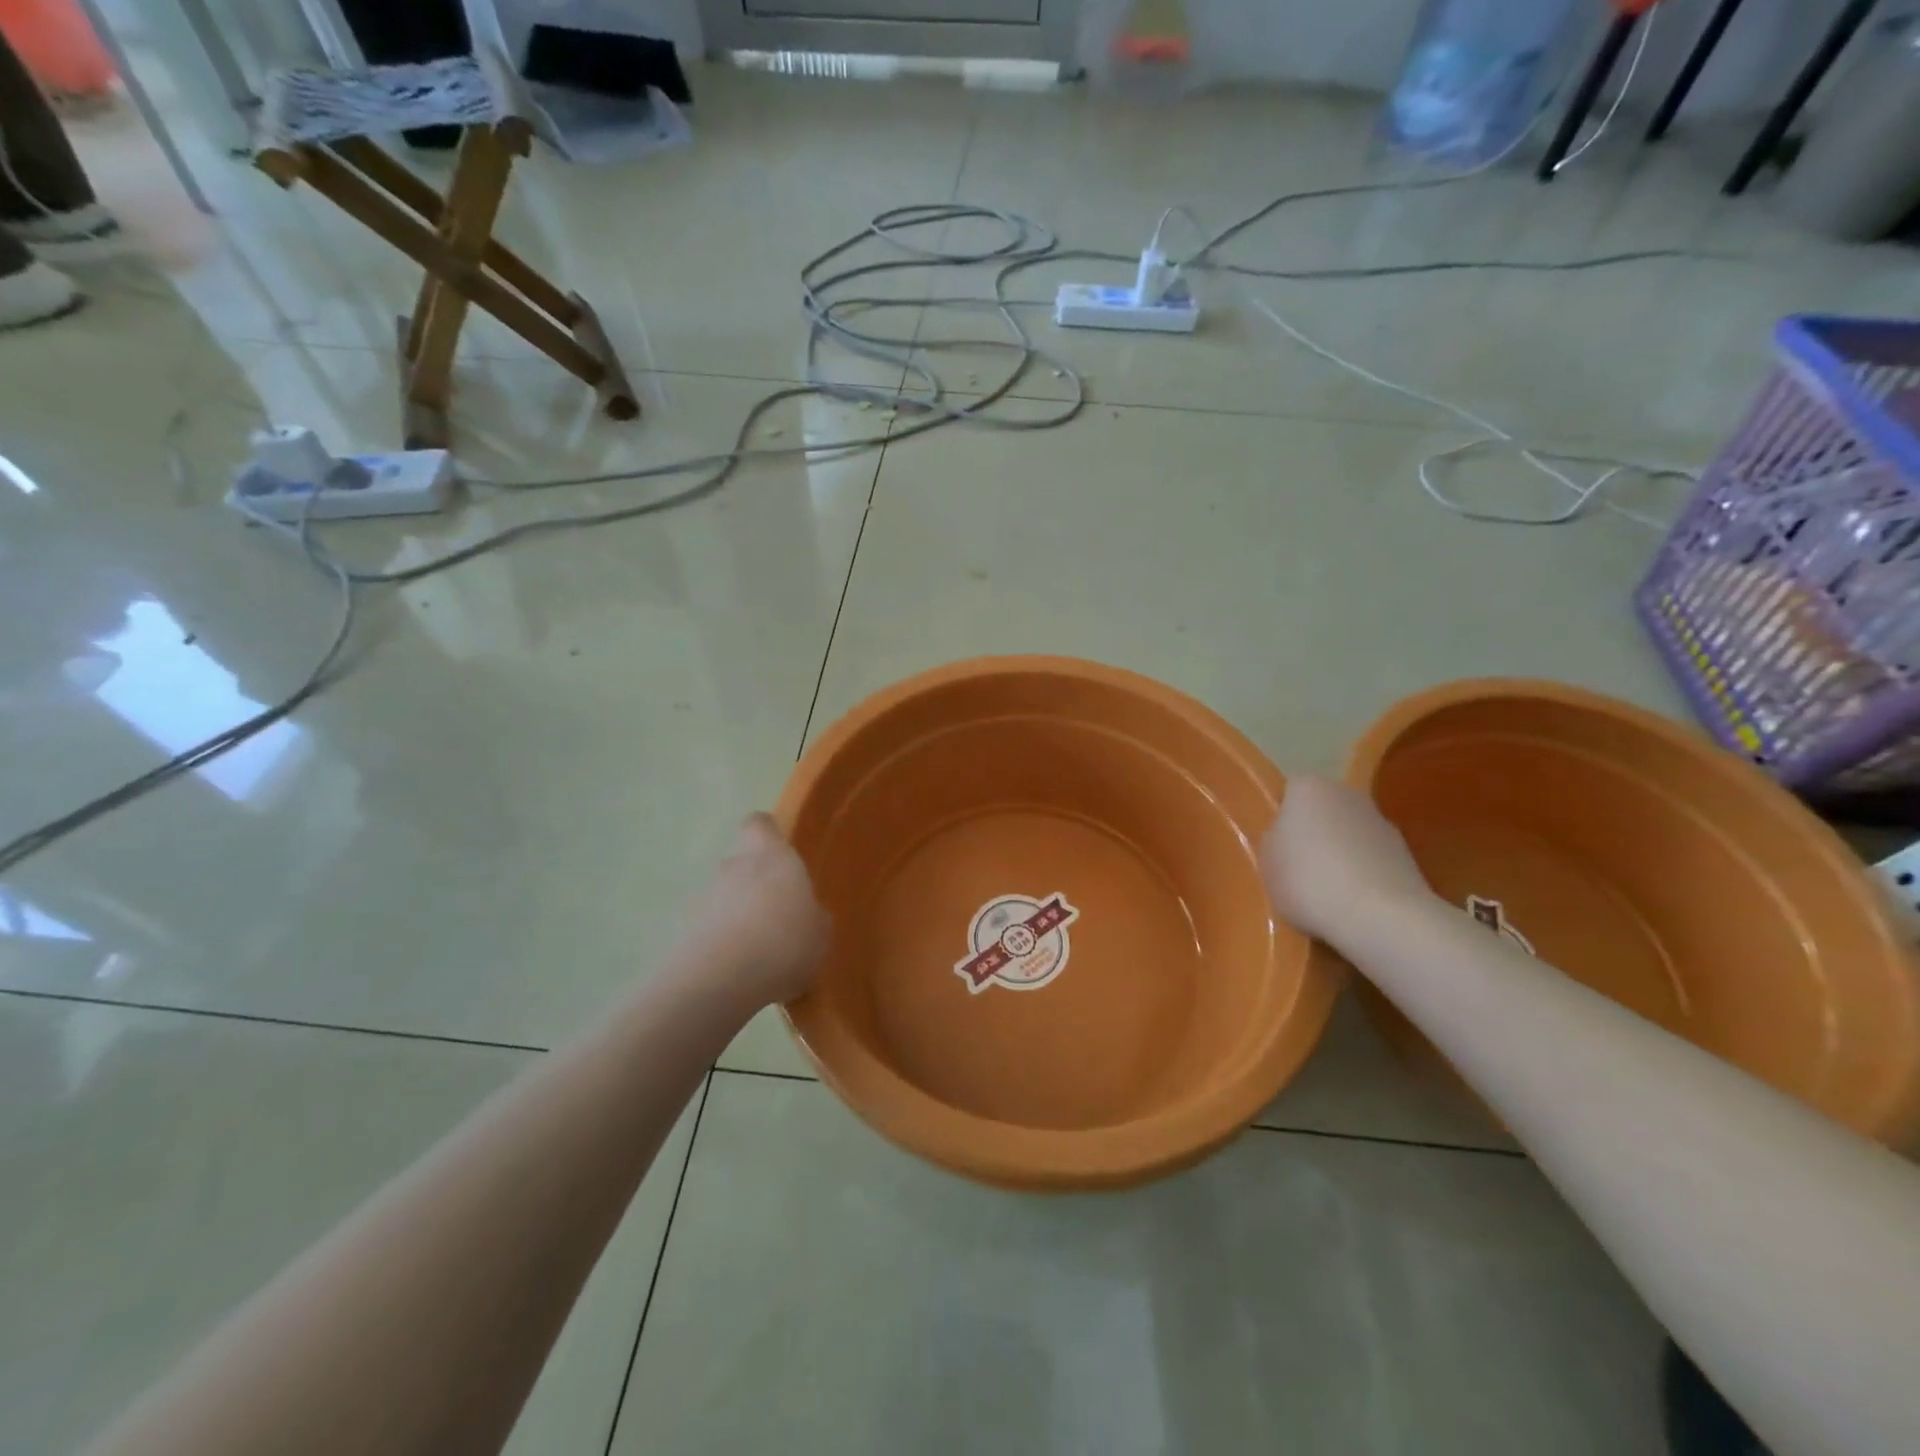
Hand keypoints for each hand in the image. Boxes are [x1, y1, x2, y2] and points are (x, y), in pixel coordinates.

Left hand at [680, 814, 830, 1008]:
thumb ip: (811, 916)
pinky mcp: (682, 931)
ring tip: (756, 953)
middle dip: (755, 886)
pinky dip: (719, 944)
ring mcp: (703, 898)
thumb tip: (806, 914)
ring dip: (736, 917)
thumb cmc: (784, 942)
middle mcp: (733, 868)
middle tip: (775, 917)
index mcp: (771, 857)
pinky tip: (736, 973)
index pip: (759, 824)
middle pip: (741, 865)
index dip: (766, 834)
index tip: (778, 851)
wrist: (721, 981)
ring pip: (723, 899)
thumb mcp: (819, 933)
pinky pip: (708, 930)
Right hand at [1260, 776, 1432, 943]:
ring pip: (1349, 834)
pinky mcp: (1407, 854)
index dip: (1280, 817)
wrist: (1381, 916)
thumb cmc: (1309, 880)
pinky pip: (1371, 859)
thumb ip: (1273, 840)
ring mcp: (1381, 823)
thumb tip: (1286, 837)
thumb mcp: (1267, 861)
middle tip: (1297, 867)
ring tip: (1327, 892)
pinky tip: (1353, 902)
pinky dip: (1363, 874)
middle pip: (1322, 810)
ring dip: (1340, 854)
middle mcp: (1348, 794)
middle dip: (1312, 833)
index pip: (1288, 791)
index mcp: (1309, 788)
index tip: (1275, 845)